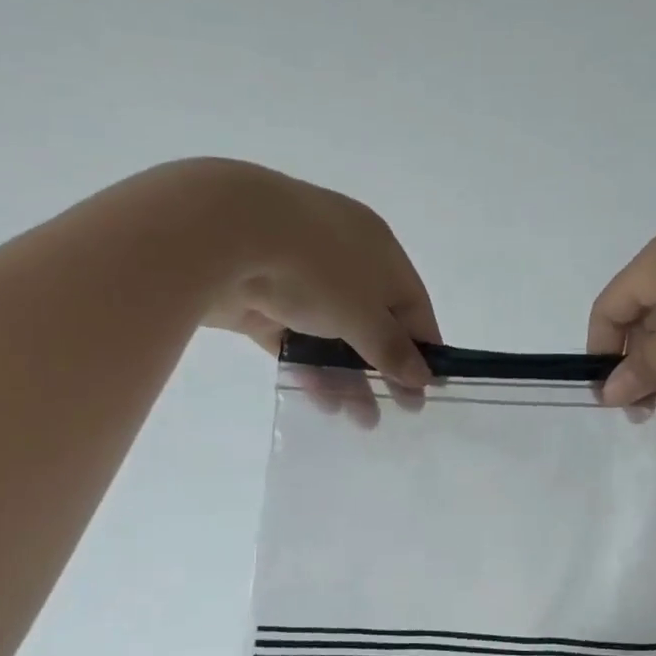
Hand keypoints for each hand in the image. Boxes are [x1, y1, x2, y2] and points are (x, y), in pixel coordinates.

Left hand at [181, 160, 440, 388]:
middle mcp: (344, 260)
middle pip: (372, 322)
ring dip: (348, 376)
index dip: (424, 347)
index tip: (430, 388)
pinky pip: (296, 340)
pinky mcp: (264, 300)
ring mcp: (301, 279)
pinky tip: (321, 402)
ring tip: (359, 421)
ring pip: (333, 335)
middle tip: (397, 411)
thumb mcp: (365, 314)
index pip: (412, 304)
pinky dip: (310, 368)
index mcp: (379, 250)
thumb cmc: (316, 268)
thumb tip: (423, 376)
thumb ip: (393, 348)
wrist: (225, 234)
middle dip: (384, 369)